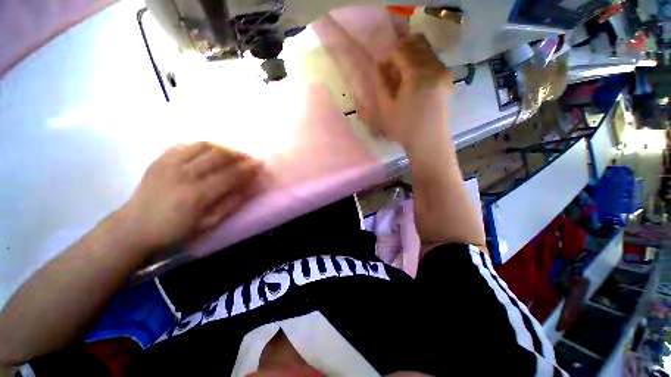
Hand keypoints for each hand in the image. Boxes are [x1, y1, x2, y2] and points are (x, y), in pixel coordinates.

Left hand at [117, 142, 262, 252]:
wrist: (134, 227)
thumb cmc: (175, 231)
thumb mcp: (208, 224)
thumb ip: (230, 204)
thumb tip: (249, 188)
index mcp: (197, 195)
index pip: (230, 175)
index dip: (247, 168)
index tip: (260, 164)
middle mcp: (184, 175)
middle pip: (218, 156)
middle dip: (238, 154)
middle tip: (248, 158)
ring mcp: (169, 164)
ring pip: (202, 146)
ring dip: (222, 148)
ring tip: (231, 153)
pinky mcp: (159, 160)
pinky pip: (185, 145)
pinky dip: (202, 146)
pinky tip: (209, 152)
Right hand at [365, 34, 452, 149]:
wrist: (429, 141)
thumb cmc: (404, 127)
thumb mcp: (386, 107)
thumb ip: (382, 83)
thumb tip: (381, 66)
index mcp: (417, 74)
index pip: (401, 50)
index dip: (389, 56)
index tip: (383, 68)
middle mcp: (434, 66)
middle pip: (417, 42)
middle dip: (401, 50)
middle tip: (392, 67)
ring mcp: (444, 71)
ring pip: (427, 49)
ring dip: (412, 55)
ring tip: (402, 73)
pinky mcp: (448, 78)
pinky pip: (433, 60)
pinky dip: (421, 62)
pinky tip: (414, 79)